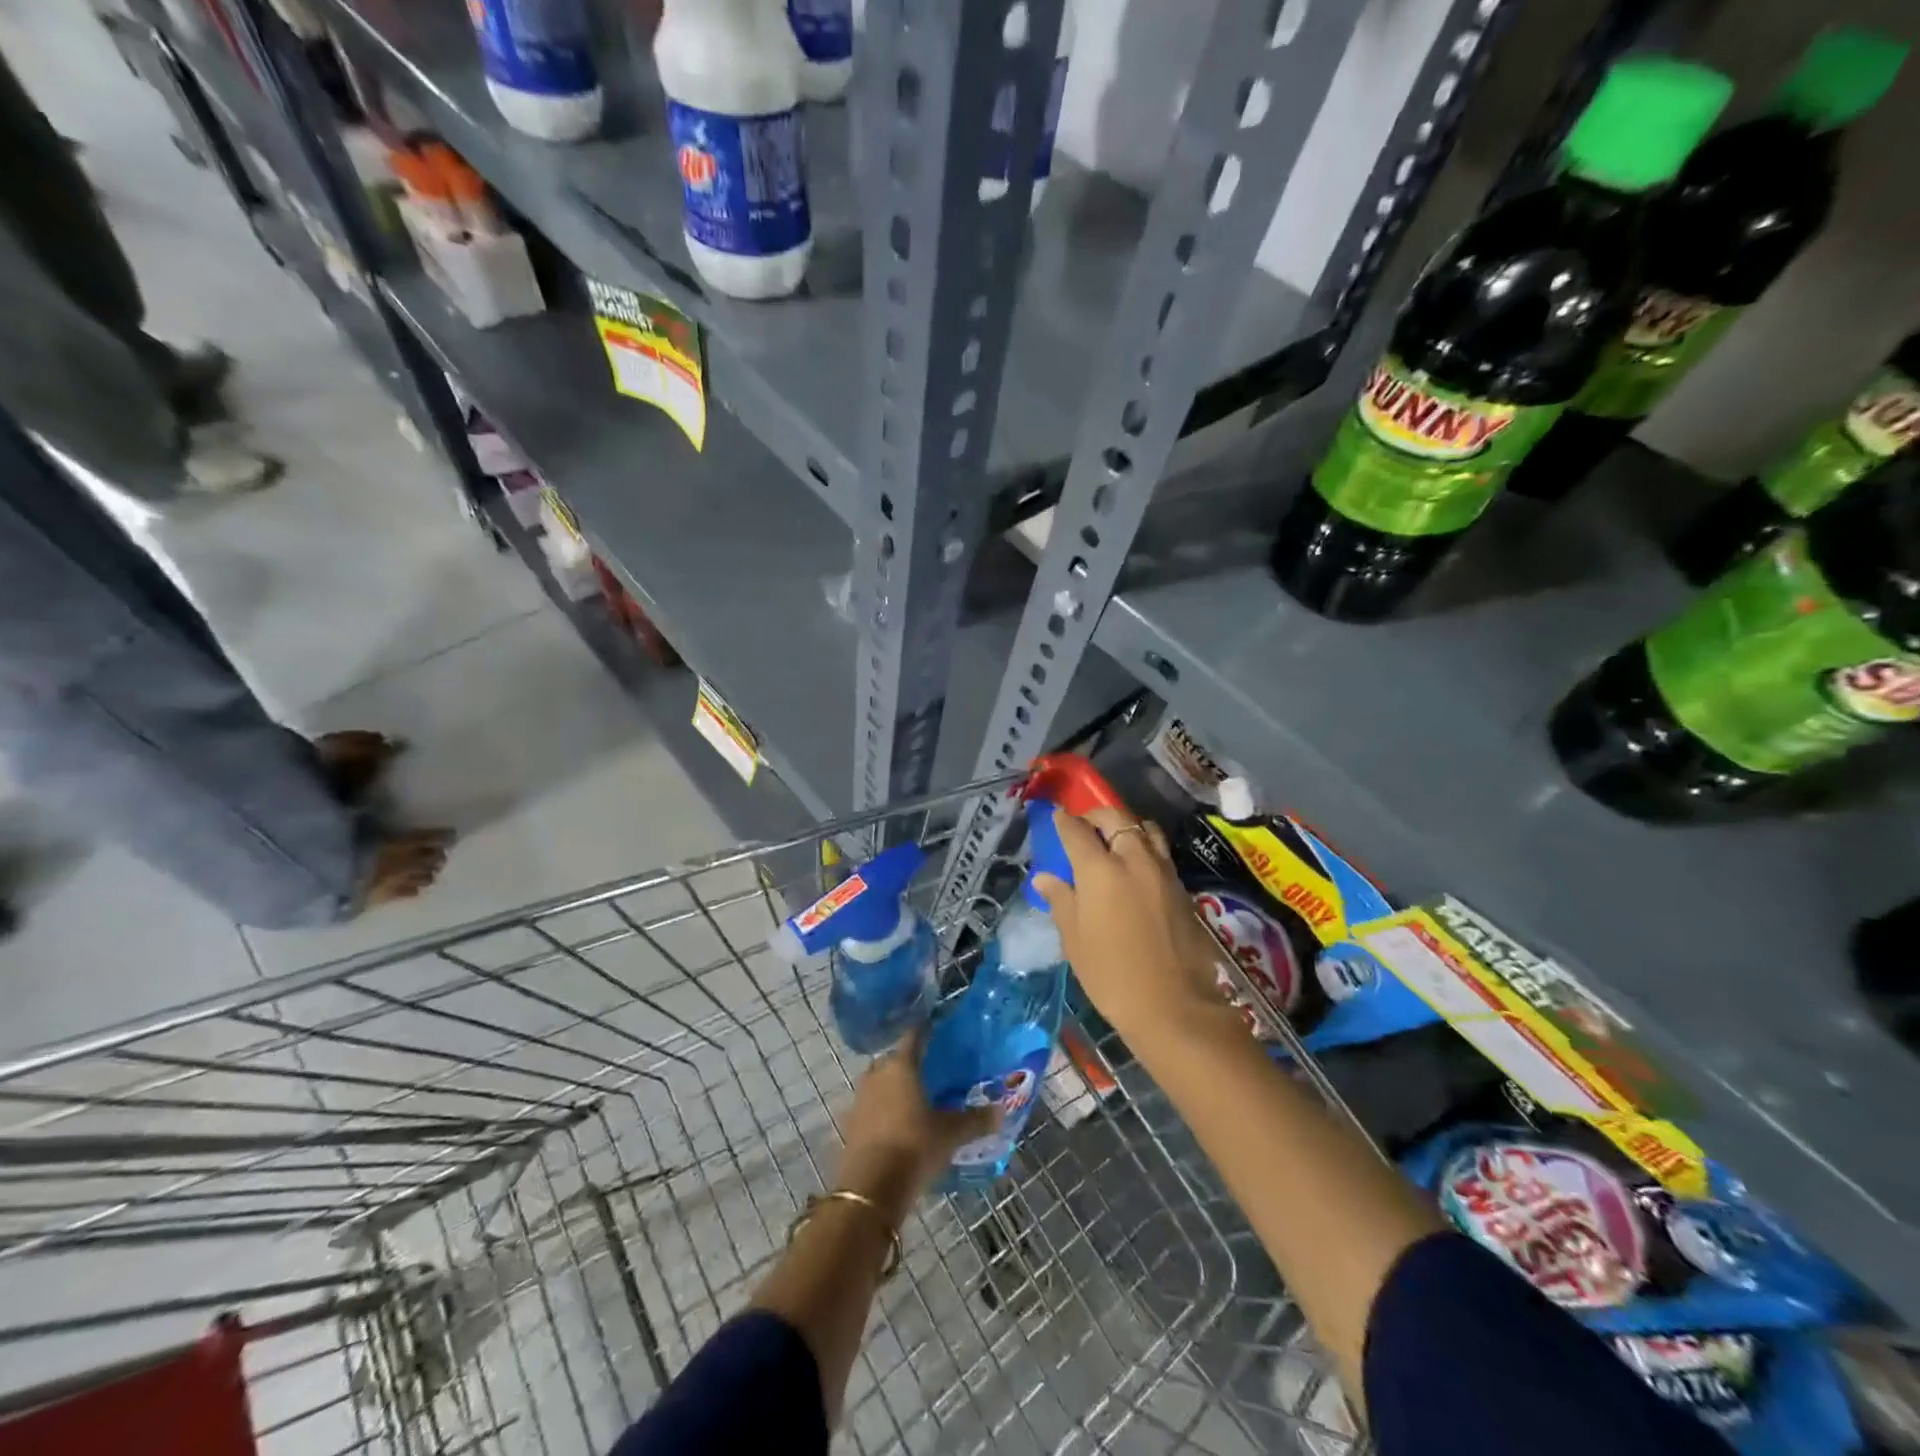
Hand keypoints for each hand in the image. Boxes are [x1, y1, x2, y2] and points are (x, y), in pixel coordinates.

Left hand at [834, 1029, 997, 1224]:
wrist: (870, 1187)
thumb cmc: (914, 1146)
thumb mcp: (950, 1134)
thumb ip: (976, 1120)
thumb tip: (1001, 1111)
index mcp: (902, 1066)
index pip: (914, 1037)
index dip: (926, 1031)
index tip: (937, 1027)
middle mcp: (878, 1074)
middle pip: (894, 1059)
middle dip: (910, 1062)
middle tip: (930, 1069)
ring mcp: (860, 1098)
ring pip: (880, 1081)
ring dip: (894, 1086)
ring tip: (916, 1097)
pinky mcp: (850, 1123)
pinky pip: (871, 1105)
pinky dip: (883, 1108)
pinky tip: (898, 1122)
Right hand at [1032, 808, 1225, 1045]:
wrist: (1175, 1006)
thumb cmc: (1112, 976)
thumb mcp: (1075, 940)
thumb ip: (1061, 901)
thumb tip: (1045, 877)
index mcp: (1100, 870)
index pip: (1078, 831)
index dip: (1064, 822)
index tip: (1057, 818)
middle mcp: (1133, 859)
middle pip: (1115, 818)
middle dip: (1096, 815)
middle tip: (1084, 825)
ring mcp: (1162, 871)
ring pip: (1144, 829)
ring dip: (1126, 826)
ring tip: (1114, 840)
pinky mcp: (1182, 887)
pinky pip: (1160, 851)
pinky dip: (1145, 846)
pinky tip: (1137, 866)